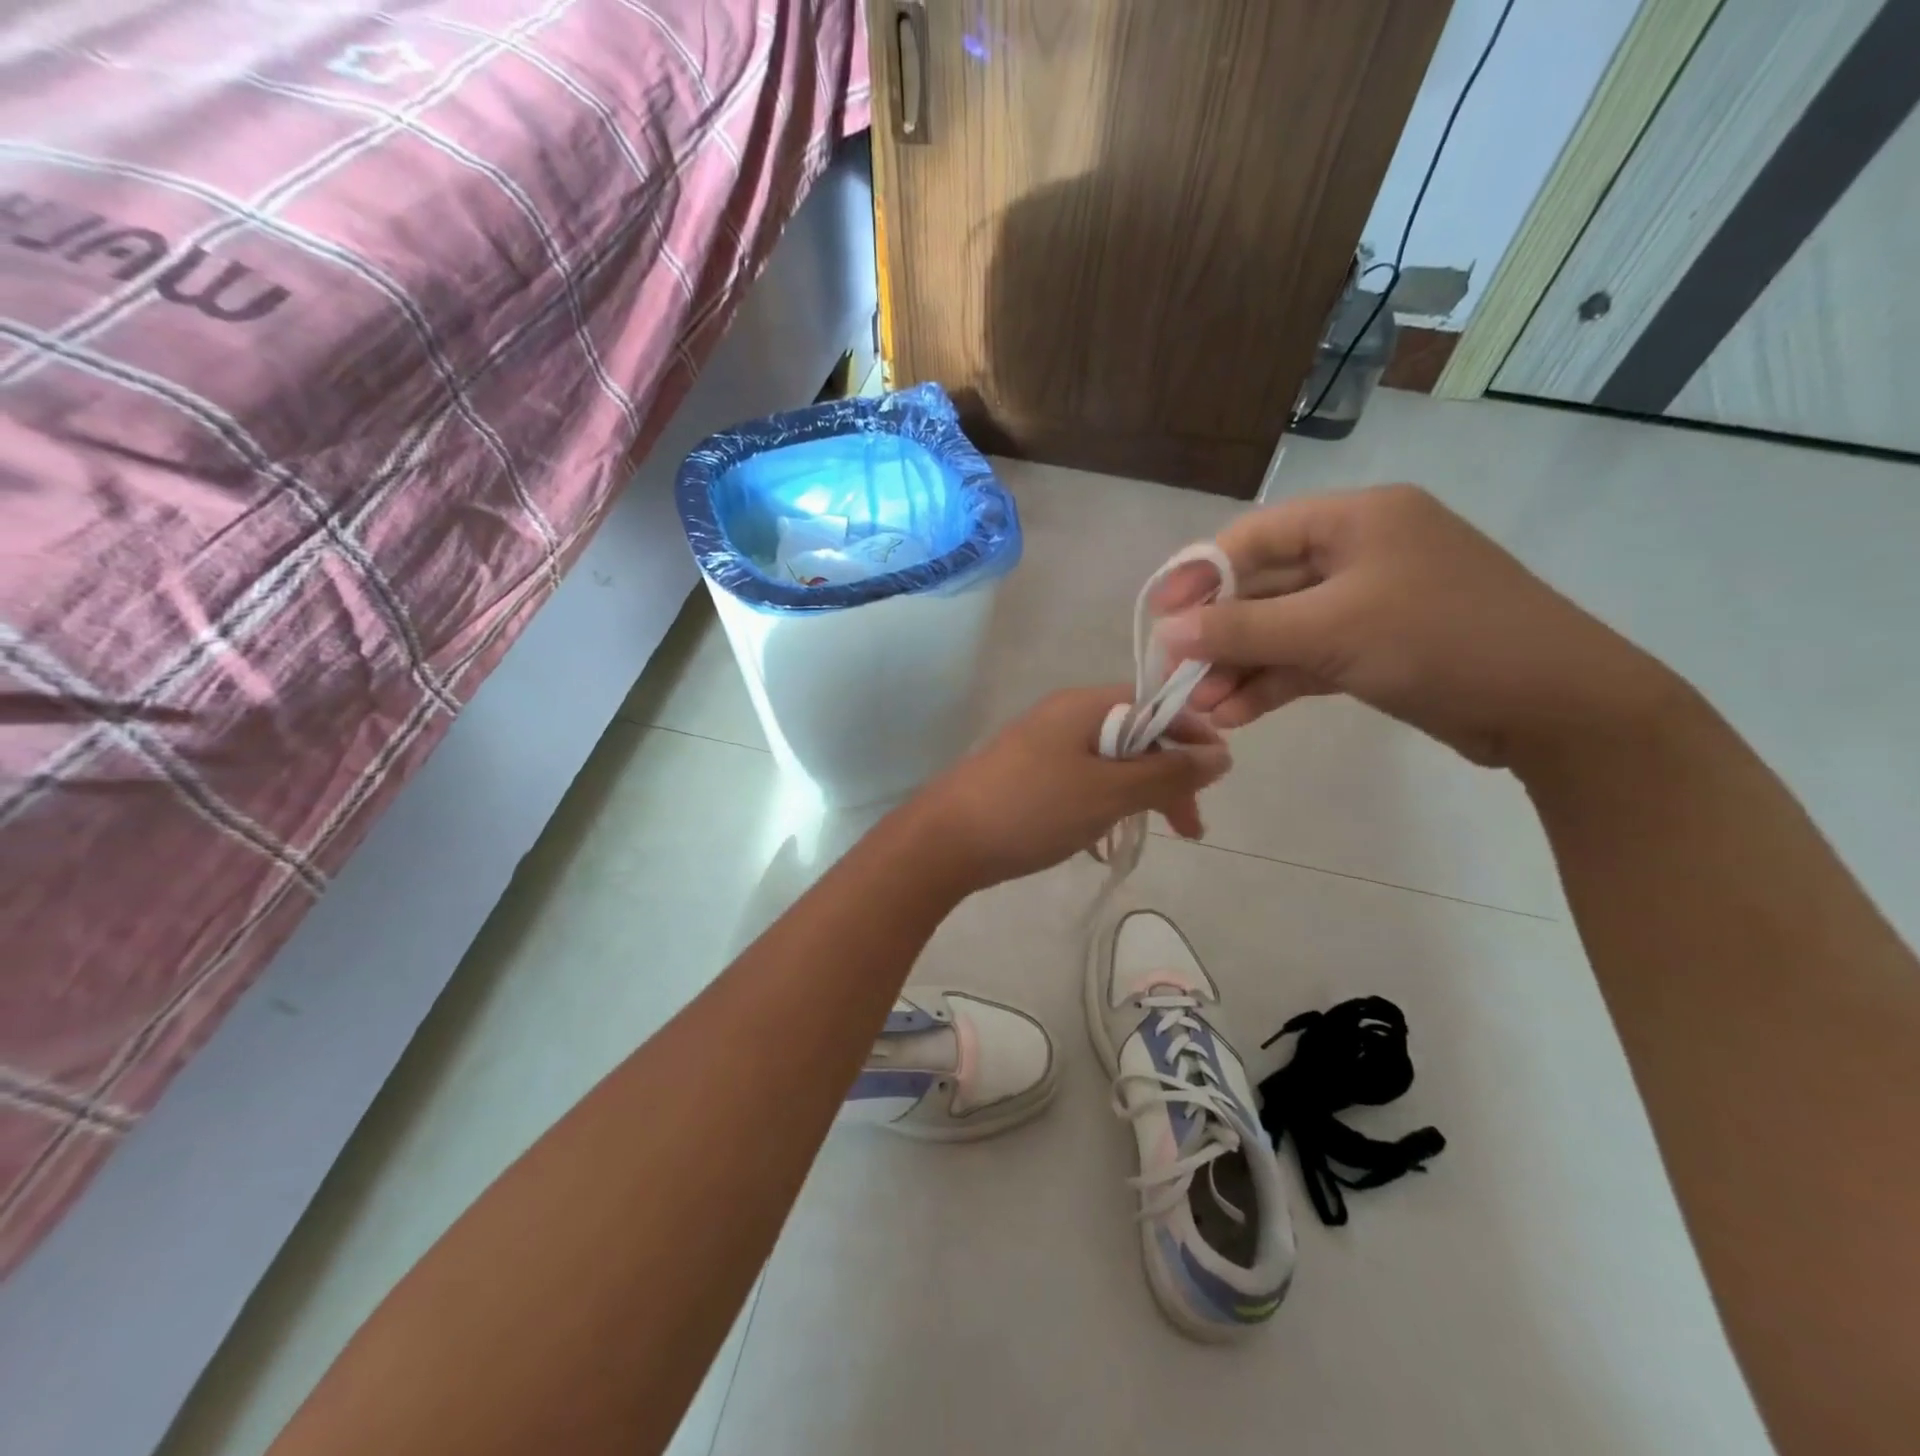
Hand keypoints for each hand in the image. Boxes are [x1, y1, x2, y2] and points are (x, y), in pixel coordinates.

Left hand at [912, 686, 1230, 889]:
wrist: (944, 840)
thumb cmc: (1032, 809)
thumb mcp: (1108, 793)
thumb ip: (1166, 774)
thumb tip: (1220, 755)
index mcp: (1086, 706)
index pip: (1158, 706)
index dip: (1193, 738)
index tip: (1216, 781)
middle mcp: (1065, 716)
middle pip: (1136, 736)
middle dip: (1169, 778)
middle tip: (1190, 828)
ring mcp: (1043, 746)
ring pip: (1110, 763)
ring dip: (1138, 795)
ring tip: (1152, 835)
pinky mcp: (1028, 776)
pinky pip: (1082, 781)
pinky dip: (1104, 805)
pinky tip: (1105, 840)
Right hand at [1155, 485, 1677, 768]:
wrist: (1557, 707)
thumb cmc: (1442, 641)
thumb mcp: (1331, 630)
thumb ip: (1243, 630)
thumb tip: (1167, 633)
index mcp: (1356, 519)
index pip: (1254, 537)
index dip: (1199, 576)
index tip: (1160, 618)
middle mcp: (1359, 552)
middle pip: (1263, 588)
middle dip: (1219, 637)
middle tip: (1176, 677)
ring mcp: (1368, 602)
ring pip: (1281, 630)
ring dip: (1240, 668)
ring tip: (1202, 709)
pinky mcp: (1375, 648)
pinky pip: (1307, 659)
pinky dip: (1273, 684)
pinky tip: (1237, 715)